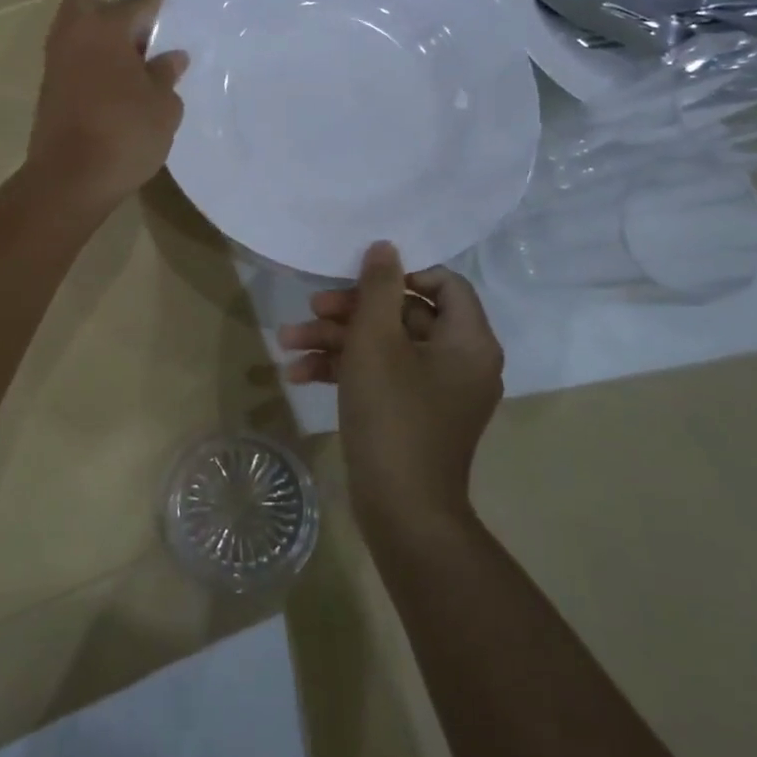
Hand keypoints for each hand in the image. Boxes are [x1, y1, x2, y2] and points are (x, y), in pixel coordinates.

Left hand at [26, 0, 187, 211]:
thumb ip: (166, 74)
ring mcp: (55, 63)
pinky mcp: (48, 90)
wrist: (69, 180)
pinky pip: (72, 62)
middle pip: (89, 5)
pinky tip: (114, 93)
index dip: (161, 11)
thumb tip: (172, 56)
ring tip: (132, 73)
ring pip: (77, 34)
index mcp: (105, 27)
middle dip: (114, 15)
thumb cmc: (124, 134)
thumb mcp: (163, 106)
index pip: (139, 4)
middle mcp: (74, 35)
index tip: (177, 23)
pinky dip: (90, 67)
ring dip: (101, 43)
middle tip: (140, 44)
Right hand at [279, 241, 503, 535]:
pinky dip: (346, 371)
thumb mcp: (375, 342)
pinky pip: (383, 377)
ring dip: (336, 341)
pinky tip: (299, 375)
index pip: (443, 283)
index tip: (359, 282)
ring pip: (386, 346)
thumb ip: (379, 288)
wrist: (401, 511)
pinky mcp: (414, 414)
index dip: (399, 275)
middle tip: (310, 310)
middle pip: (405, 314)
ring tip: (288, 343)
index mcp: (468, 340)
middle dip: (350, 312)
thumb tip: (385, 246)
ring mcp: (437, 390)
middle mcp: (461, 361)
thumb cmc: (392, 415)